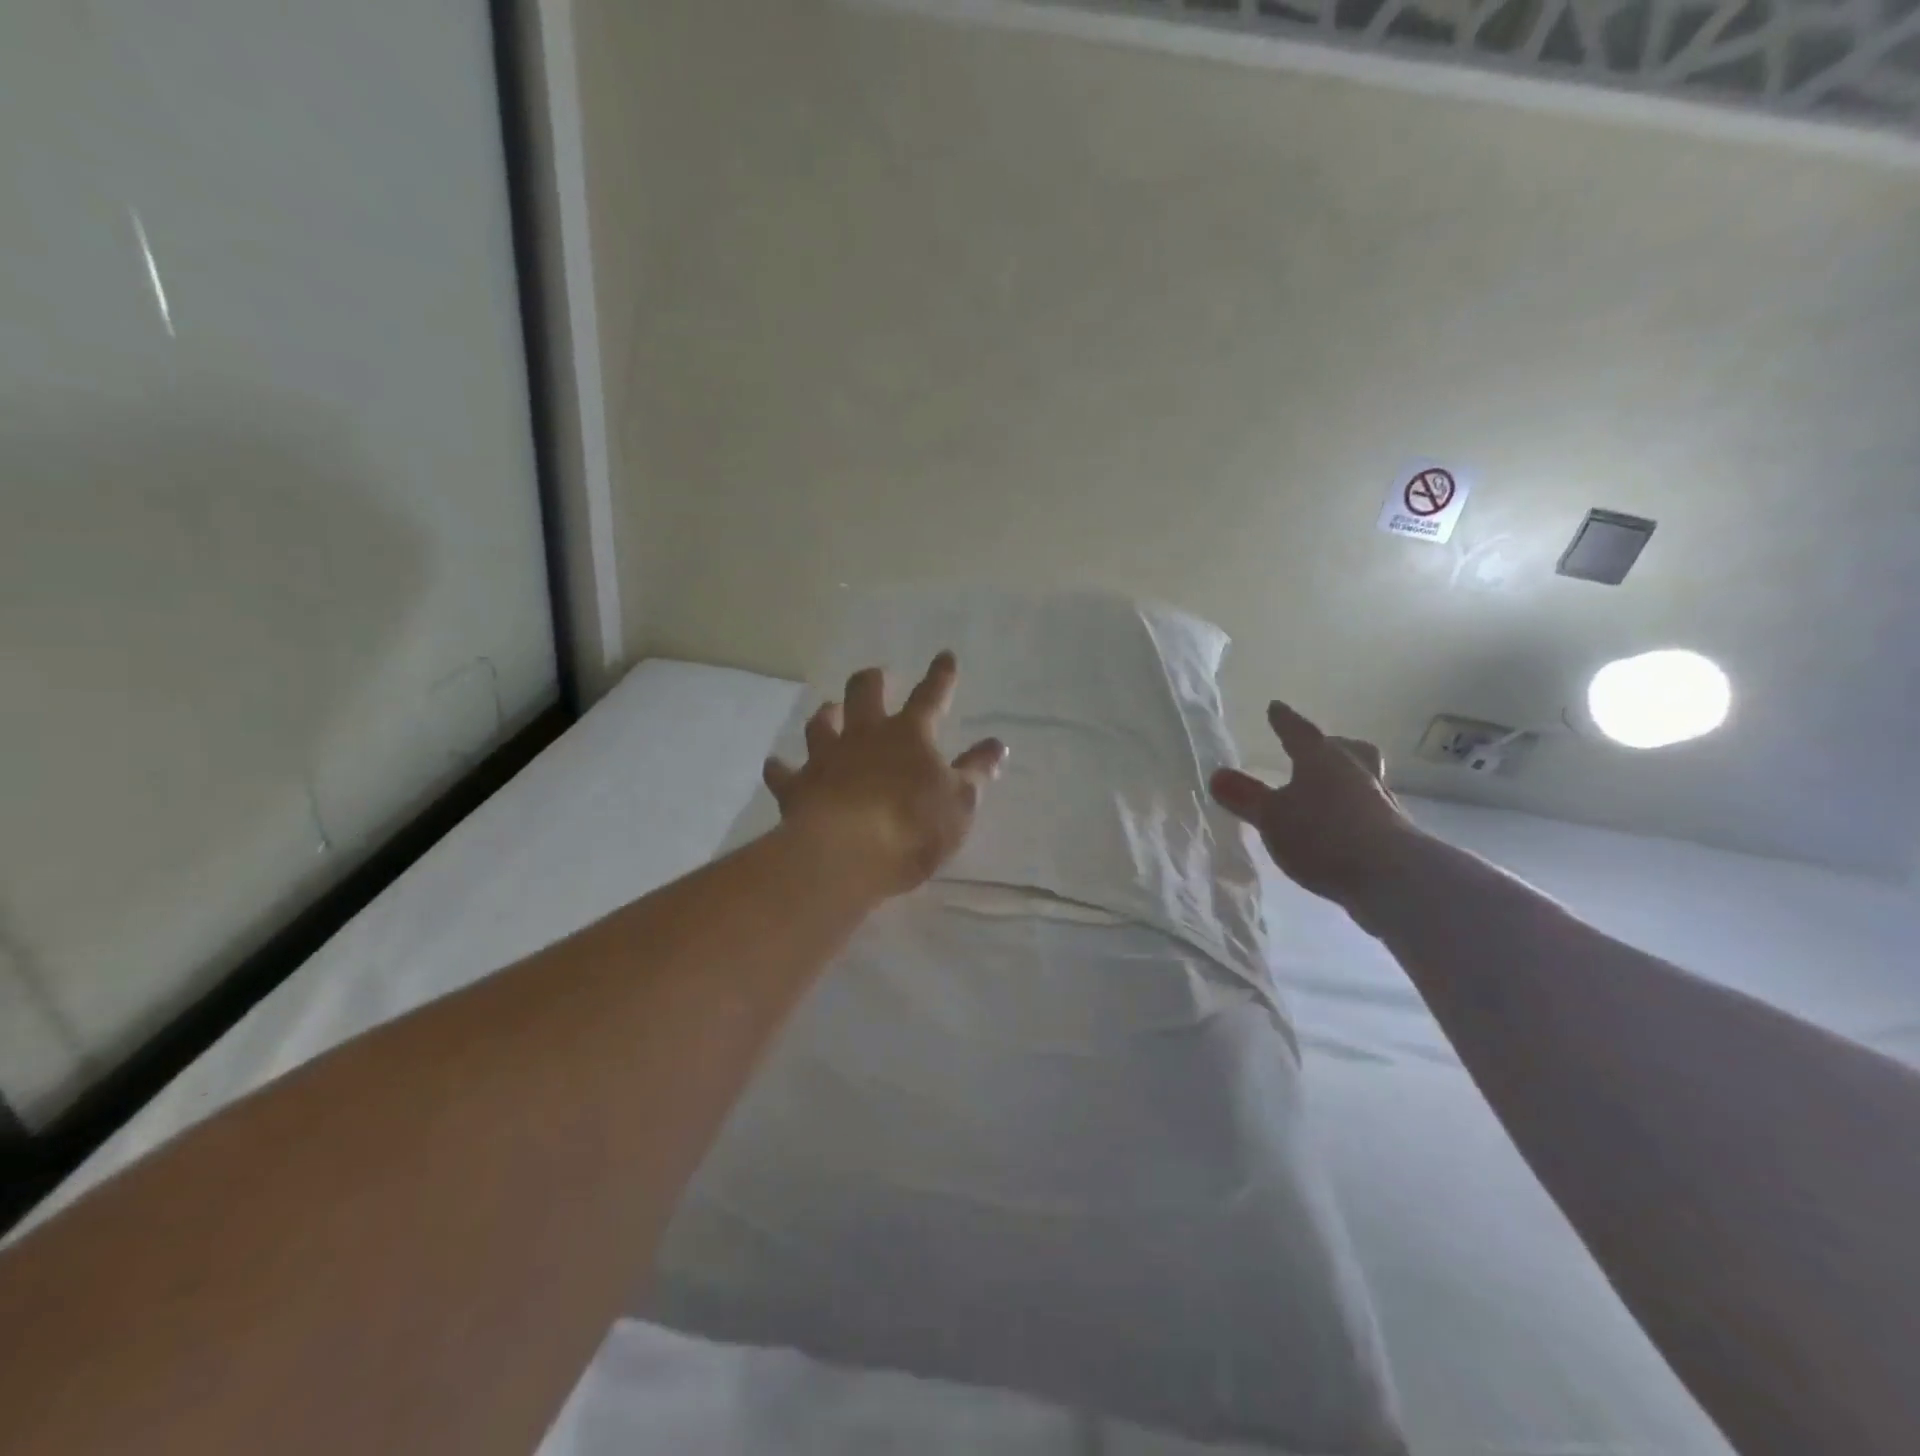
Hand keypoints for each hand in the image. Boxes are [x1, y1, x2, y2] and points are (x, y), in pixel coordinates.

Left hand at [763, 652, 1006, 899]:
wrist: (848, 854)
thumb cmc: (914, 826)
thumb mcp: (961, 802)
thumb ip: (977, 772)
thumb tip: (996, 745)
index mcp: (909, 735)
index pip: (931, 697)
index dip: (940, 677)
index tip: (944, 656)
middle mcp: (865, 736)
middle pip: (865, 694)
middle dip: (872, 681)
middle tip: (876, 677)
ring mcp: (827, 758)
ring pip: (821, 724)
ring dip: (827, 716)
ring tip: (830, 712)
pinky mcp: (797, 787)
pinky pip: (783, 772)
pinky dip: (780, 768)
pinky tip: (775, 765)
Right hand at [1209, 701, 1420, 927]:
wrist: (1392, 877)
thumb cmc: (1323, 835)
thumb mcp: (1272, 817)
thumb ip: (1245, 797)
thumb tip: (1217, 775)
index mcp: (1322, 760)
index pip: (1299, 733)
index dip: (1284, 722)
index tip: (1275, 708)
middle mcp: (1355, 773)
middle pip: (1347, 750)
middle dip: (1331, 747)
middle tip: (1318, 748)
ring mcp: (1379, 802)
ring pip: (1362, 779)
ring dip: (1345, 780)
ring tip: (1326, 792)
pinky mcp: (1392, 833)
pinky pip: (1367, 810)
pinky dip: (1351, 812)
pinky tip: (1339, 828)